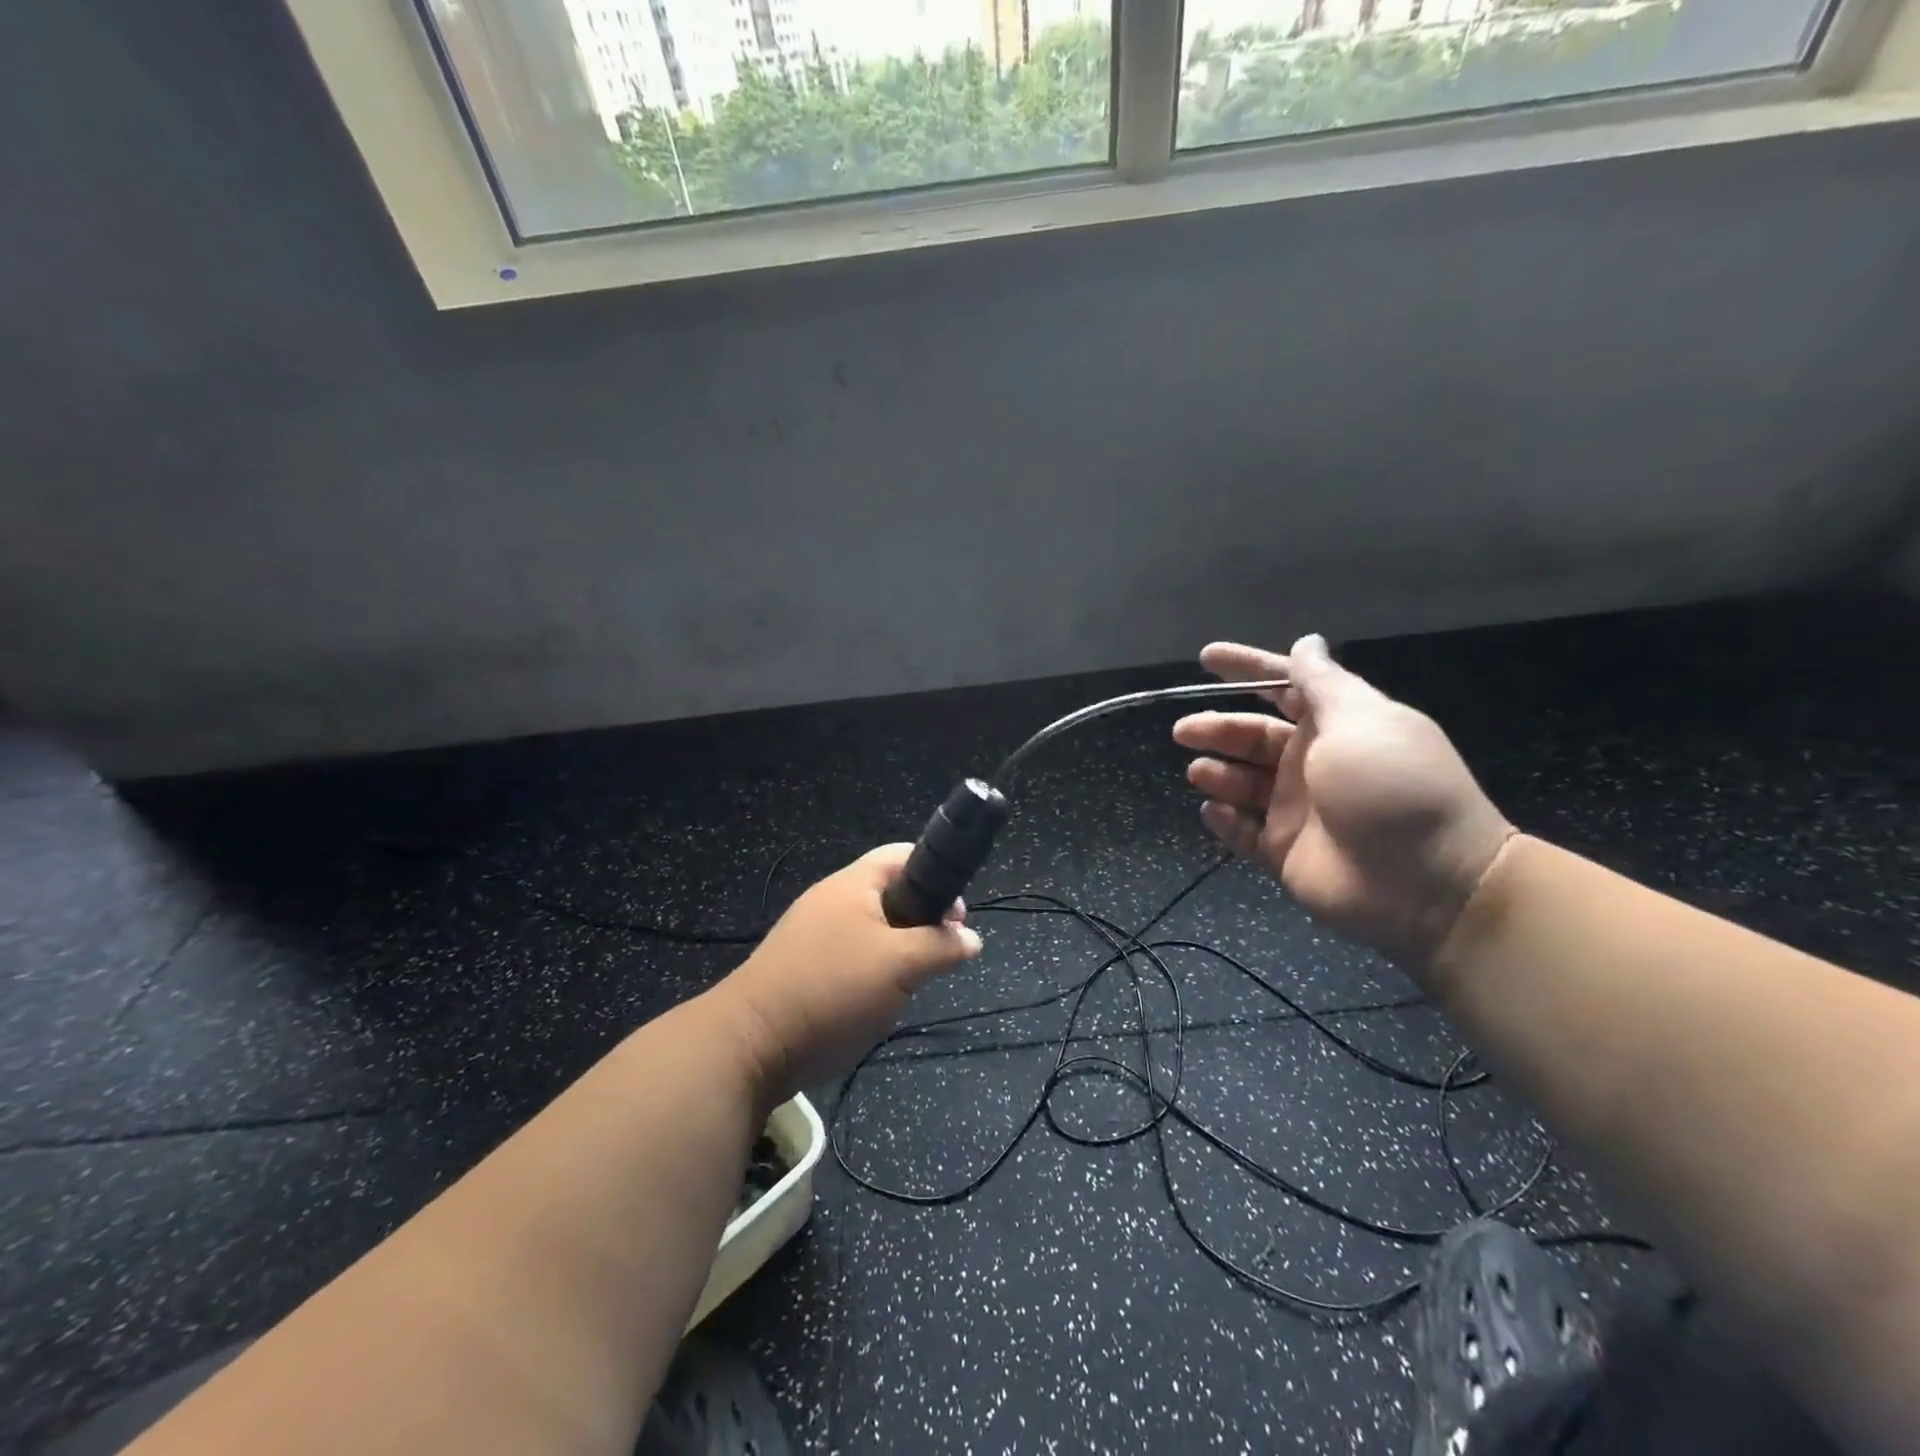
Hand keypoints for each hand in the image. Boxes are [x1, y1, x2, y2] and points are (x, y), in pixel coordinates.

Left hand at [712, 844, 981, 1101]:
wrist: (749, 1044)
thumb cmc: (832, 989)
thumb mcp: (901, 965)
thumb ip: (941, 947)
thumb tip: (971, 938)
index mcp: (852, 884)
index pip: (903, 855)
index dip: (938, 874)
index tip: (956, 917)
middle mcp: (830, 899)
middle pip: (889, 893)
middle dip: (921, 920)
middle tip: (939, 954)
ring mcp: (811, 933)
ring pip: (870, 928)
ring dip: (897, 949)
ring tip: (911, 981)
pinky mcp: (800, 966)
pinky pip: (848, 955)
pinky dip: (870, 969)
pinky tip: (876, 1000)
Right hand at [1172, 634, 1514, 969]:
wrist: (1427, 884)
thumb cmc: (1392, 786)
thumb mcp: (1361, 720)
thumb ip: (1322, 682)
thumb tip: (1307, 642)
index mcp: (1336, 726)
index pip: (1285, 688)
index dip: (1247, 669)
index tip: (1206, 658)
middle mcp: (1313, 763)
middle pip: (1253, 736)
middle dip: (1217, 728)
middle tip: (1184, 730)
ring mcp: (1297, 810)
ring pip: (1242, 782)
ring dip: (1217, 772)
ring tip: (1199, 772)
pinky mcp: (1284, 851)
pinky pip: (1242, 830)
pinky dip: (1224, 820)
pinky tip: (1213, 810)